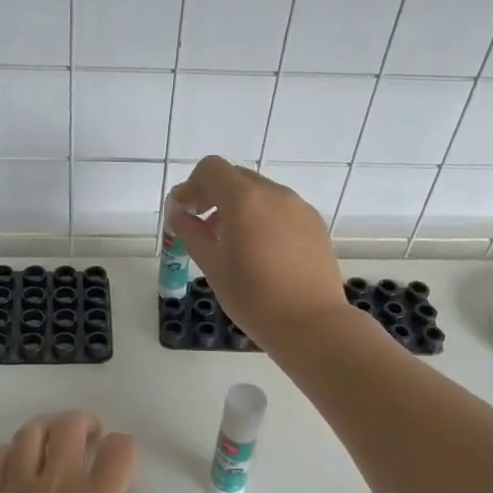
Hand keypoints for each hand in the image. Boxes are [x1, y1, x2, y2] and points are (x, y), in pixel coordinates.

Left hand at [0, 410, 159, 492]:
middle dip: (87, 424)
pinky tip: (18, 469)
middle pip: (70, 425)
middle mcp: (56, 486)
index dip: (126, 449)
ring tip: (57, 446)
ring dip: (48, 429)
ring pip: (29, 434)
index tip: (125, 467)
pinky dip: (6, 454)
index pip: (118, 447)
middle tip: (93, 441)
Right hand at [169, 155, 348, 352]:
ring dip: (239, 208)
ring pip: (261, 193)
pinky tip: (261, 253)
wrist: (311, 324)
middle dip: (214, 196)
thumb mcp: (212, 265)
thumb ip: (191, 232)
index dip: (191, 186)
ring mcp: (299, 207)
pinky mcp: (315, 224)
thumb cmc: (253, 297)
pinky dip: (263, 218)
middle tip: (203, 229)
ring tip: (232, 245)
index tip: (184, 212)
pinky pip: (281, 209)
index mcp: (245, 199)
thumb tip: (177, 212)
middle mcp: (275, 193)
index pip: (211, 169)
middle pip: (236, 178)